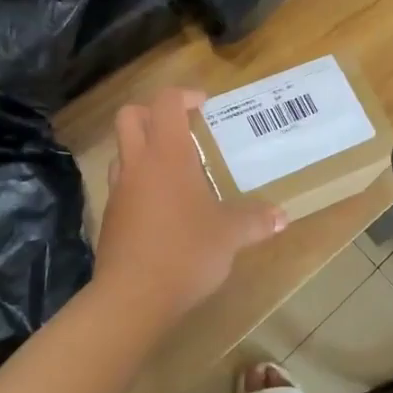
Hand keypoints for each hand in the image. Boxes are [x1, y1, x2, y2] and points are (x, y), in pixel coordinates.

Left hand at [93, 86, 284, 334]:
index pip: (166, 102)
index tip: (205, 106)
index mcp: (167, 154)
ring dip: (144, 149)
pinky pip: (123, 185)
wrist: (132, 297)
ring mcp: (118, 190)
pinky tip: (164, 209)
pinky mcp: (110, 217)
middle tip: (182, 129)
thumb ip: (256, 220)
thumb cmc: (186, 251)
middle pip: (130, 116)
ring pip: (123, 151)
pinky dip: (140, 183)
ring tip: (175, 170)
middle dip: (153, 113)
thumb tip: (282, 217)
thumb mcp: (230, 235)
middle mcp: (137, 163)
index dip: (185, 95)